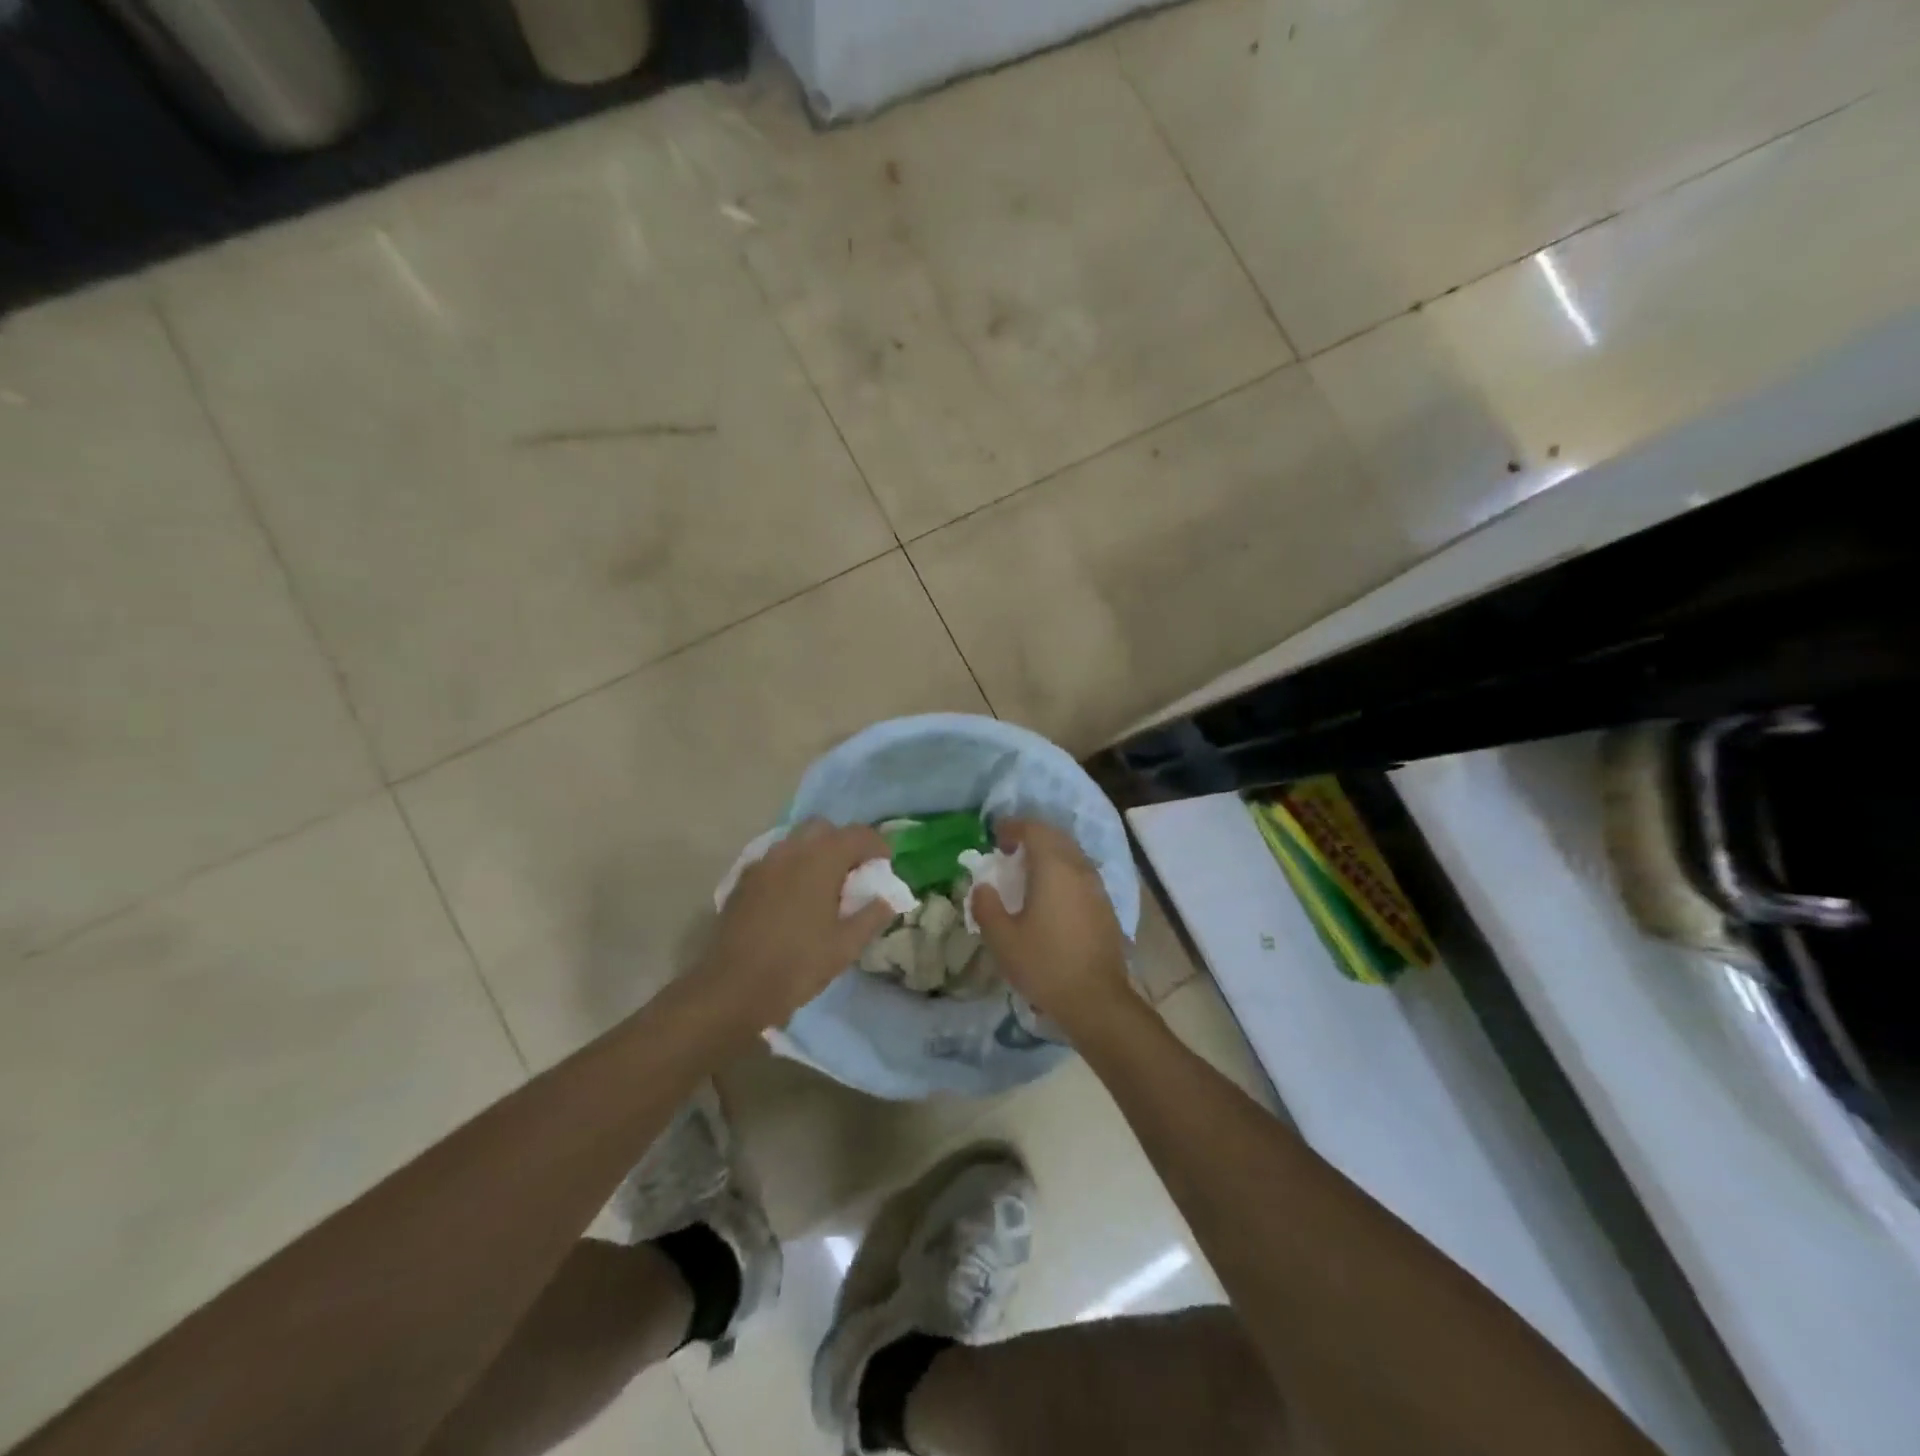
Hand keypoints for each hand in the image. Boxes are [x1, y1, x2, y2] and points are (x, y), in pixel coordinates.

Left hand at [695, 820, 895, 1031]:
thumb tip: (888, 899)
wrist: (732, 988)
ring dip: (815, 853)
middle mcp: (791, 850)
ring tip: (824, 886)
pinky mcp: (744, 880)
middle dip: (843, 843)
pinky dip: (792, 867)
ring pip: (796, 841)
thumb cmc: (797, 965)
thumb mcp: (845, 946)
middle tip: (853, 873)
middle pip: (824, 829)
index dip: (877, 846)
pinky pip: (775, 860)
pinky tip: (794, 898)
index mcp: (821, 860)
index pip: (858, 834)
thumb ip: (872, 916)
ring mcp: (763, 863)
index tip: (885, 865)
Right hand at [971, 818, 1134, 1034]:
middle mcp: (1079, 868)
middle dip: (1032, 836)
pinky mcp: (1106, 905)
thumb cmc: (1044, 965)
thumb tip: (982, 887)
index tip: (995, 838)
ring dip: (1049, 853)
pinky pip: (1081, 873)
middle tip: (1009, 851)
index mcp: (1053, 868)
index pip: (1034, 829)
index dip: (1013, 827)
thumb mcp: (1002, 939)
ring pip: (1072, 854)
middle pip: (1056, 836)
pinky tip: (1051, 896)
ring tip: (1028, 872)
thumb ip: (986, 906)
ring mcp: (1097, 886)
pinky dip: (1063, 871)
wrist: (1096, 1000)